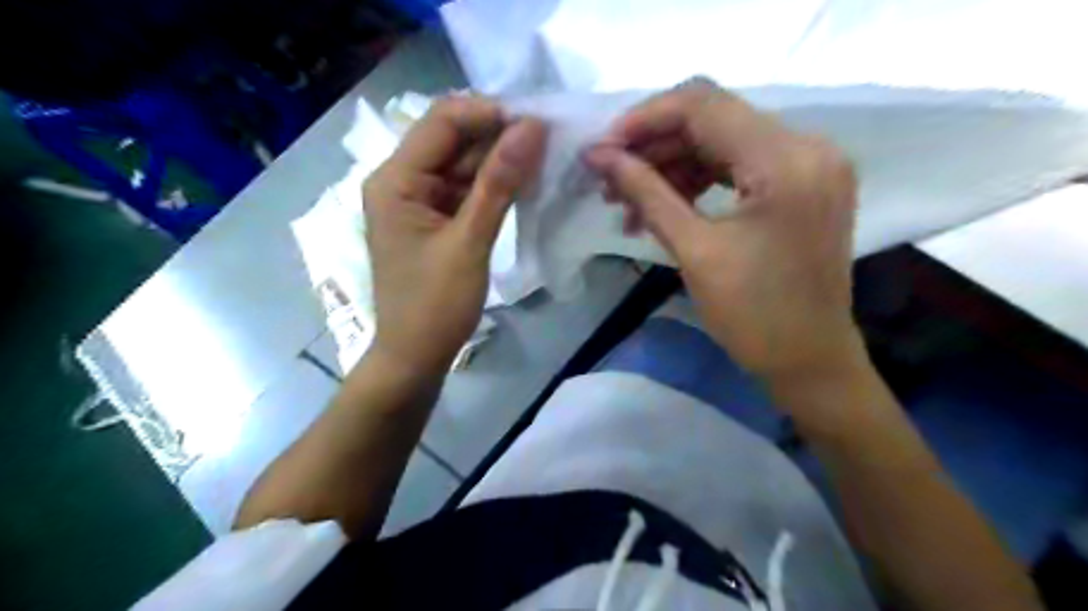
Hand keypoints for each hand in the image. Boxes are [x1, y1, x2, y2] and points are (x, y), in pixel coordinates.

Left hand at [363, 95, 544, 375]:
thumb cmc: (435, 305)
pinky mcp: (435, 219)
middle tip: (549, 139)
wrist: (416, 356)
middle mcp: (402, 180)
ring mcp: (419, 200)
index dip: (489, 114)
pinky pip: (466, 189)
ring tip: (545, 157)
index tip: (537, 122)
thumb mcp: (469, 242)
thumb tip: (532, 128)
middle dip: (499, 136)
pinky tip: (524, 181)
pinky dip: (494, 185)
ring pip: (463, 163)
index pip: (442, 122)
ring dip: (500, 160)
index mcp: (395, 179)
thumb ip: (499, 183)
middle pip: (453, 139)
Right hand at [587, 77, 868, 379]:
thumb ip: (645, 192)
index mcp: (785, 161)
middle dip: (653, 146)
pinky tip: (663, 205)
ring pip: (722, 140)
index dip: (644, 119)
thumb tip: (597, 156)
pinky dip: (698, 179)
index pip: (704, 105)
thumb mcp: (694, 251)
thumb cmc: (754, 317)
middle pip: (713, 119)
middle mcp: (807, 146)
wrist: (809, 361)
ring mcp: (810, 163)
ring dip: (672, 165)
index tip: (602, 148)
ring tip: (629, 202)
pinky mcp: (803, 183)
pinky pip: (739, 164)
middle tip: (609, 181)